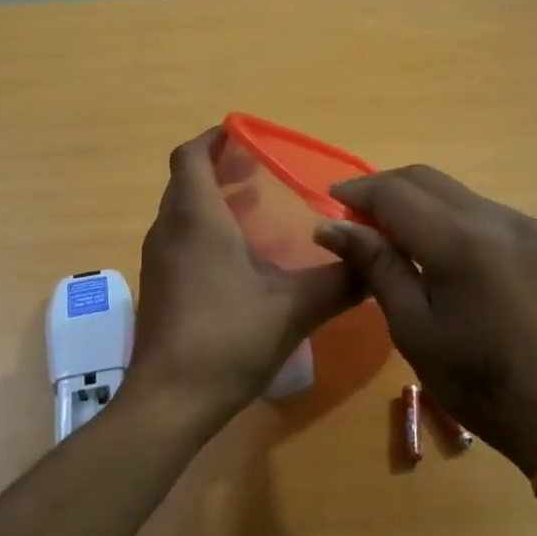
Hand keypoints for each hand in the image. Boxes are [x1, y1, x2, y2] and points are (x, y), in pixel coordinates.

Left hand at [127, 128, 361, 432]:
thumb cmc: (227, 340)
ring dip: (212, 199)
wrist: (169, 402)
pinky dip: (205, 228)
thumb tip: (377, 260)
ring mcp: (159, 260)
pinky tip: (239, 256)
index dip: (215, 138)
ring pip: (181, 210)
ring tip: (255, 205)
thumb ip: (340, 281)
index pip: (191, 156)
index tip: (245, 134)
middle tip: (260, 168)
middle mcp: (169, 230)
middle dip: (219, 167)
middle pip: (186, 180)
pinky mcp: (160, 286)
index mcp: (196, 219)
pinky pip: (180, 237)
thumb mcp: (294, 308)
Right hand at [314, 166, 536, 474]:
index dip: (357, 192)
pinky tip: (435, 247)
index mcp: (460, 241)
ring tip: (389, 234)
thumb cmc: (478, 382)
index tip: (329, 206)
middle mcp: (494, 217)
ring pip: (454, 191)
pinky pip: (479, 210)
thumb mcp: (414, 328)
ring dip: (415, 201)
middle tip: (353, 218)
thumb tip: (330, 227)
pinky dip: (446, 216)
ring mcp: (523, 223)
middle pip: (425, 179)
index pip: (395, 192)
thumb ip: (376, 265)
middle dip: (383, 189)